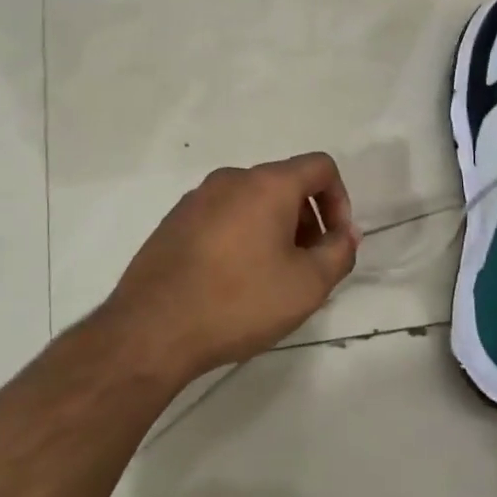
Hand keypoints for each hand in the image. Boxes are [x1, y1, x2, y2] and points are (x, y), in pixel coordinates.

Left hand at [103, 153, 359, 380]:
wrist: (152, 329)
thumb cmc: (239, 302)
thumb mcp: (307, 285)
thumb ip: (338, 253)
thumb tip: (344, 233)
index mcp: (266, 184)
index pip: (319, 167)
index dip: (340, 200)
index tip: (336, 242)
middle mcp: (230, 179)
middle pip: (284, 184)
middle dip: (306, 220)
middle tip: (307, 267)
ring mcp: (196, 198)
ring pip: (251, 202)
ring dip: (274, 230)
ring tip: (270, 278)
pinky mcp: (173, 222)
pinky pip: (222, 217)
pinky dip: (241, 237)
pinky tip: (233, 281)